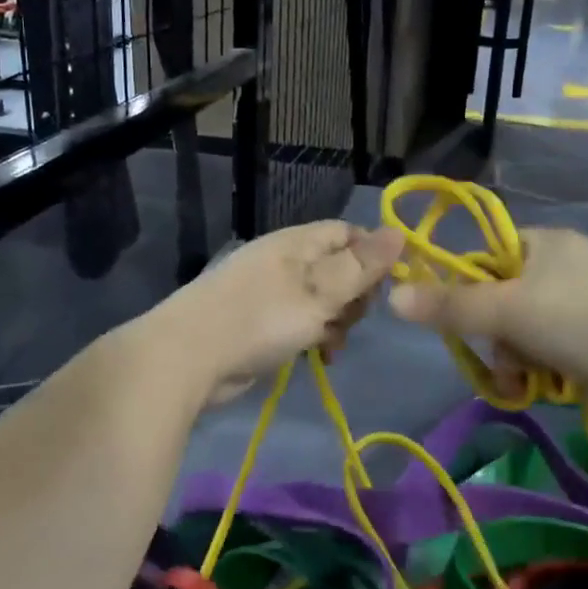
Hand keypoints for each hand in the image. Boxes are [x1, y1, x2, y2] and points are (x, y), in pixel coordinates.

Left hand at [158, 221, 405, 405]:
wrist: (188, 358)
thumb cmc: (259, 318)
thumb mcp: (319, 292)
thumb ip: (360, 266)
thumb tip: (399, 231)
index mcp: (298, 243)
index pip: (348, 234)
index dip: (374, 255)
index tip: (388, 286)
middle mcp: (287, 261)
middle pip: (340, 268)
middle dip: (355, 296)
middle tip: (350, 319)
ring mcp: (272, 292)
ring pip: (324, 300)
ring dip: (336, 322)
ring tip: (331, 343)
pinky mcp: (262, 322)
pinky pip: (302, 322)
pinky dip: (314, 336)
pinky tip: (319, 356)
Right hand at [386, 226, 587, 424]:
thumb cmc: (580, 320)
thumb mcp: (505, 309)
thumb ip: (448, 305)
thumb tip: (392, 296)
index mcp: (549, 243)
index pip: (491, 254)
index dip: (469, 283)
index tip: (456, 313)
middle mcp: (570, 268)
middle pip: (505, 299)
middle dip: (494, 333)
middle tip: (494, 352)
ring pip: (526, 332)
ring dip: (515, 358)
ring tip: (520, 378)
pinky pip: (554, 355)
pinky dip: (543, 372)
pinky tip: (543, 388)